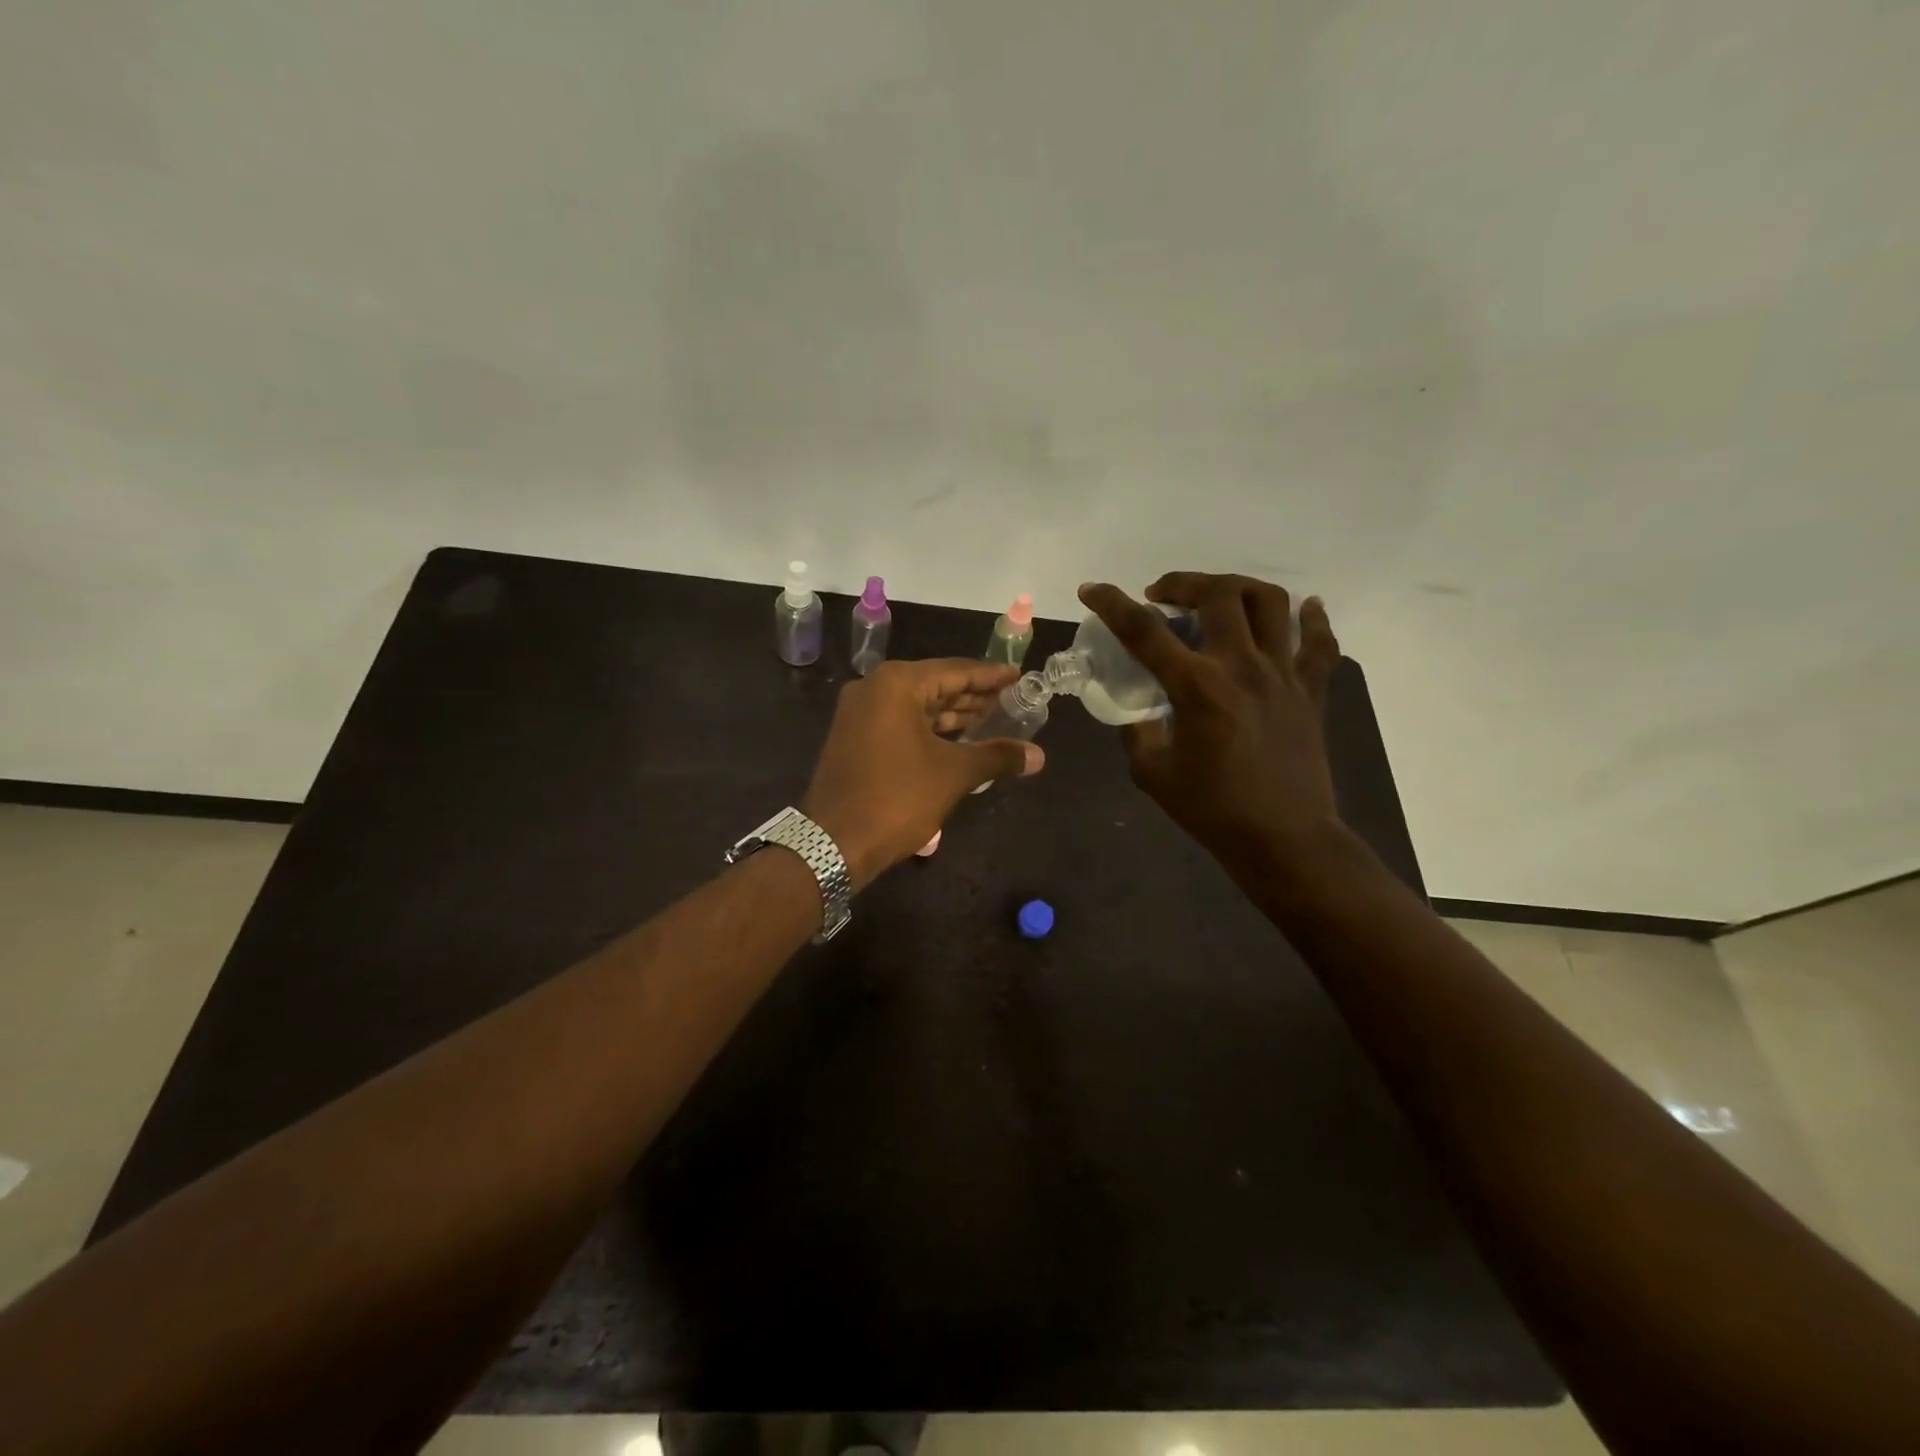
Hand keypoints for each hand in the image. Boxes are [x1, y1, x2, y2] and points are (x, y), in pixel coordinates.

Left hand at [802, 659, 1045, 889]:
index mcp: (897, 684)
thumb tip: (1039, 756)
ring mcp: (859, 713)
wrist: (834, 842)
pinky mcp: (853, 738)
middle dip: (972, 695)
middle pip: (934, 685)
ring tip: (991, 720)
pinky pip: (900, 722)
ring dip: (952, 714)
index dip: (990, 676)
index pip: (955, 671)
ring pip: (916, 706)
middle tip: (1010, 700)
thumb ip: (997, 757)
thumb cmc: (898, 798)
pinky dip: (929, 729)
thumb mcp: (953, 774)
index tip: (1018, 676)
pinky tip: (957, 740)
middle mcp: (874, 689)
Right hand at [1077, 573, 1342, 879]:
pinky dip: (1312, 618)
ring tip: (1218, 598)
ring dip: (1237, 588)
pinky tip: (1303, 608)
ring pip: (1270, 602)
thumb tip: (1141, 713)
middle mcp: (1241, 666)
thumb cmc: (1212, 810)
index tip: (1091, 589)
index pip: (1144, 630)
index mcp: (1196, 687)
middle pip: (1217, 594)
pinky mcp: (1311, 690)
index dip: (1111, 603)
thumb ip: (1139, 733)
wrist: (1283, 838)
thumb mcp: (1152, 773)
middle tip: (1162, 596)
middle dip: (1182, 583)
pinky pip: (1319, 641)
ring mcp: (1283, 673)